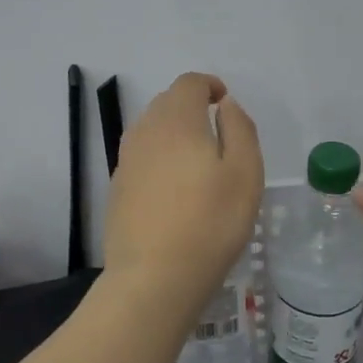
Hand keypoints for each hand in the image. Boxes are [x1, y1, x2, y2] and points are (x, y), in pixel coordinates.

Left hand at [103, 73, 262, 318]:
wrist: (153, 279)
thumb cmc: (210, 222)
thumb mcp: (245, 172)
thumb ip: (240, 128)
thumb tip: (225, 105)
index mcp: (177, 121)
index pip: (189, 83)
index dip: (209, 85)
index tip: (225, 103)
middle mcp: (145, 132)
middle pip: (167, 103)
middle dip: (191, 107)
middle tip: (217, 133)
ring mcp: (126, 162)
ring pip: (151, 130)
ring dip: (174, 132)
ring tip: (197, 161)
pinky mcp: (117, 189)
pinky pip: (141, 157)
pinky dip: (159, 158)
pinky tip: (175, 189)